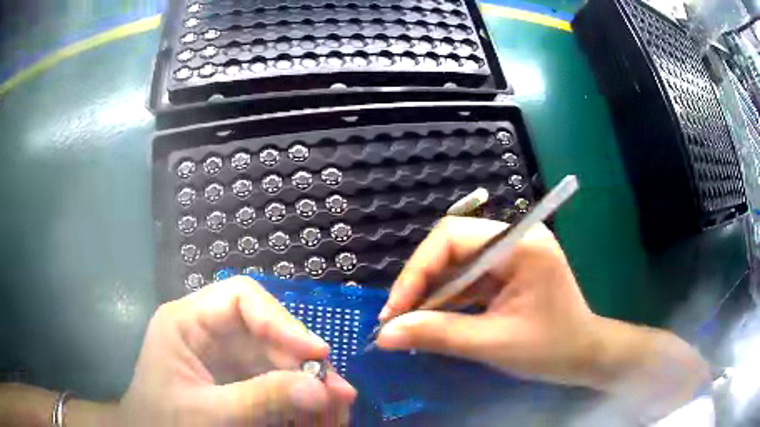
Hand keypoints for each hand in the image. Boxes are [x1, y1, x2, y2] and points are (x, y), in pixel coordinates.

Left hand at [117, 276, 355, 425]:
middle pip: (268, 332)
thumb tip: (320, 389)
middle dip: (304, 364)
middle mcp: (210, 332)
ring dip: (309, 385)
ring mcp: (225, 357)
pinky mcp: (238, 380)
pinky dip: (299, 400)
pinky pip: (276, 382)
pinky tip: (317, 417)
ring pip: (279, 360)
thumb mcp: (206, 414)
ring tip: (337, 412)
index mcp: (187, 322)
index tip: (317, 353)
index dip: (282, 321)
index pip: (241, 298)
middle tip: (339, 395)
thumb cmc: (163, 423)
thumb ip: (259, 400)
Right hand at [375, 216, 602, 386]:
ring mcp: (512, 254)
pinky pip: (467, 278)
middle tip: (398, 319)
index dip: (417, 271)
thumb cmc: (550, 349)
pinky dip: (447, 299)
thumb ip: (438, 335)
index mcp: (520, 245)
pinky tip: (433, 320)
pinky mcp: (508, 271)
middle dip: (421, 283)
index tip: (395, 311)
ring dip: (430, 293)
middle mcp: (515, 239)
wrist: (584, 356)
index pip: (453, 237)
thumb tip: (384, 335)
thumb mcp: (493, 344)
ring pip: (455, 263)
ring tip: (410, 324)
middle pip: (451, 246)